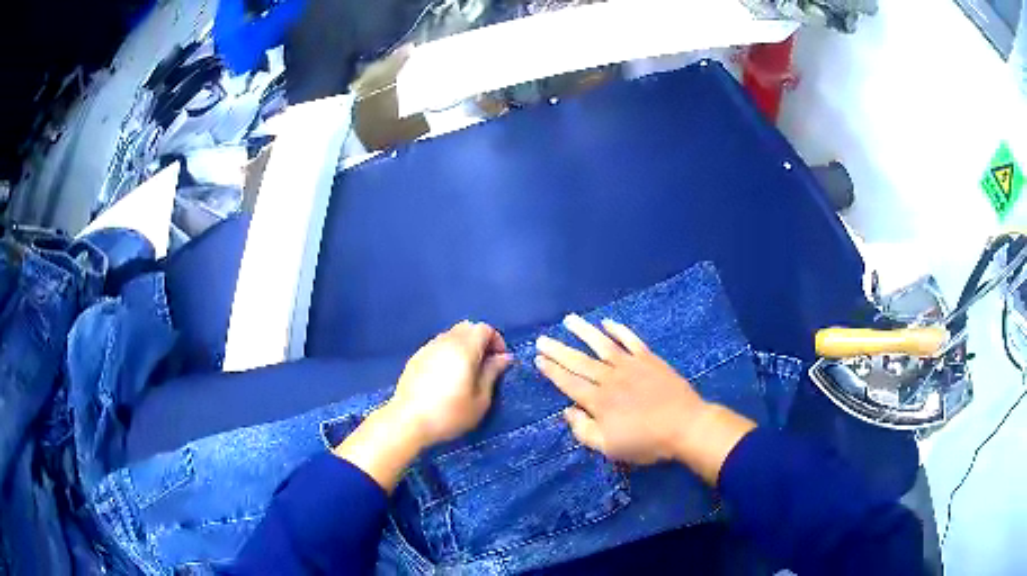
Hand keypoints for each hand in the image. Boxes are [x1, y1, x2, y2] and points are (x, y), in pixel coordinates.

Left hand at [334, 321, 511, 490]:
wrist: (408, 421)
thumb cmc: (449, 413)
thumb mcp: (480, 399)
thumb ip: (492, 373)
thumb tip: (504, 357)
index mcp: (464, 348)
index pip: (485, 329)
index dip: (497, 341)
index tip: (500, 362)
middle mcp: (445, 341)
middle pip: (467, 328)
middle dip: (480, 342)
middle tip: (485, 366)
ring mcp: (428, 348)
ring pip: (451, 336)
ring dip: (463, 347)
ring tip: (466, 372)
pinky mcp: (416, 358)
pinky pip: (438, 346)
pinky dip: (448, 353)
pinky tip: (446, 377)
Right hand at [535, 315, 754, 483]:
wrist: (685, 426)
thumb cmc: (647, 442)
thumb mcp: (610, 447)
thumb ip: (584, 431)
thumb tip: (568, 411)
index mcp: (598, 401)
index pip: (569, 383)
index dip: (552, 371)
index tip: (538, 359)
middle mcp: (610, 378)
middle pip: (579, 361)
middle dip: (558, 350)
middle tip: (542, 339)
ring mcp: (630, 365)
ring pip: (601, 344)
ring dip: (583, 331)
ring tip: (569, 320)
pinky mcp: (649, 359)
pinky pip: (631, 340)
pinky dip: (619, 330)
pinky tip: (607, 322)